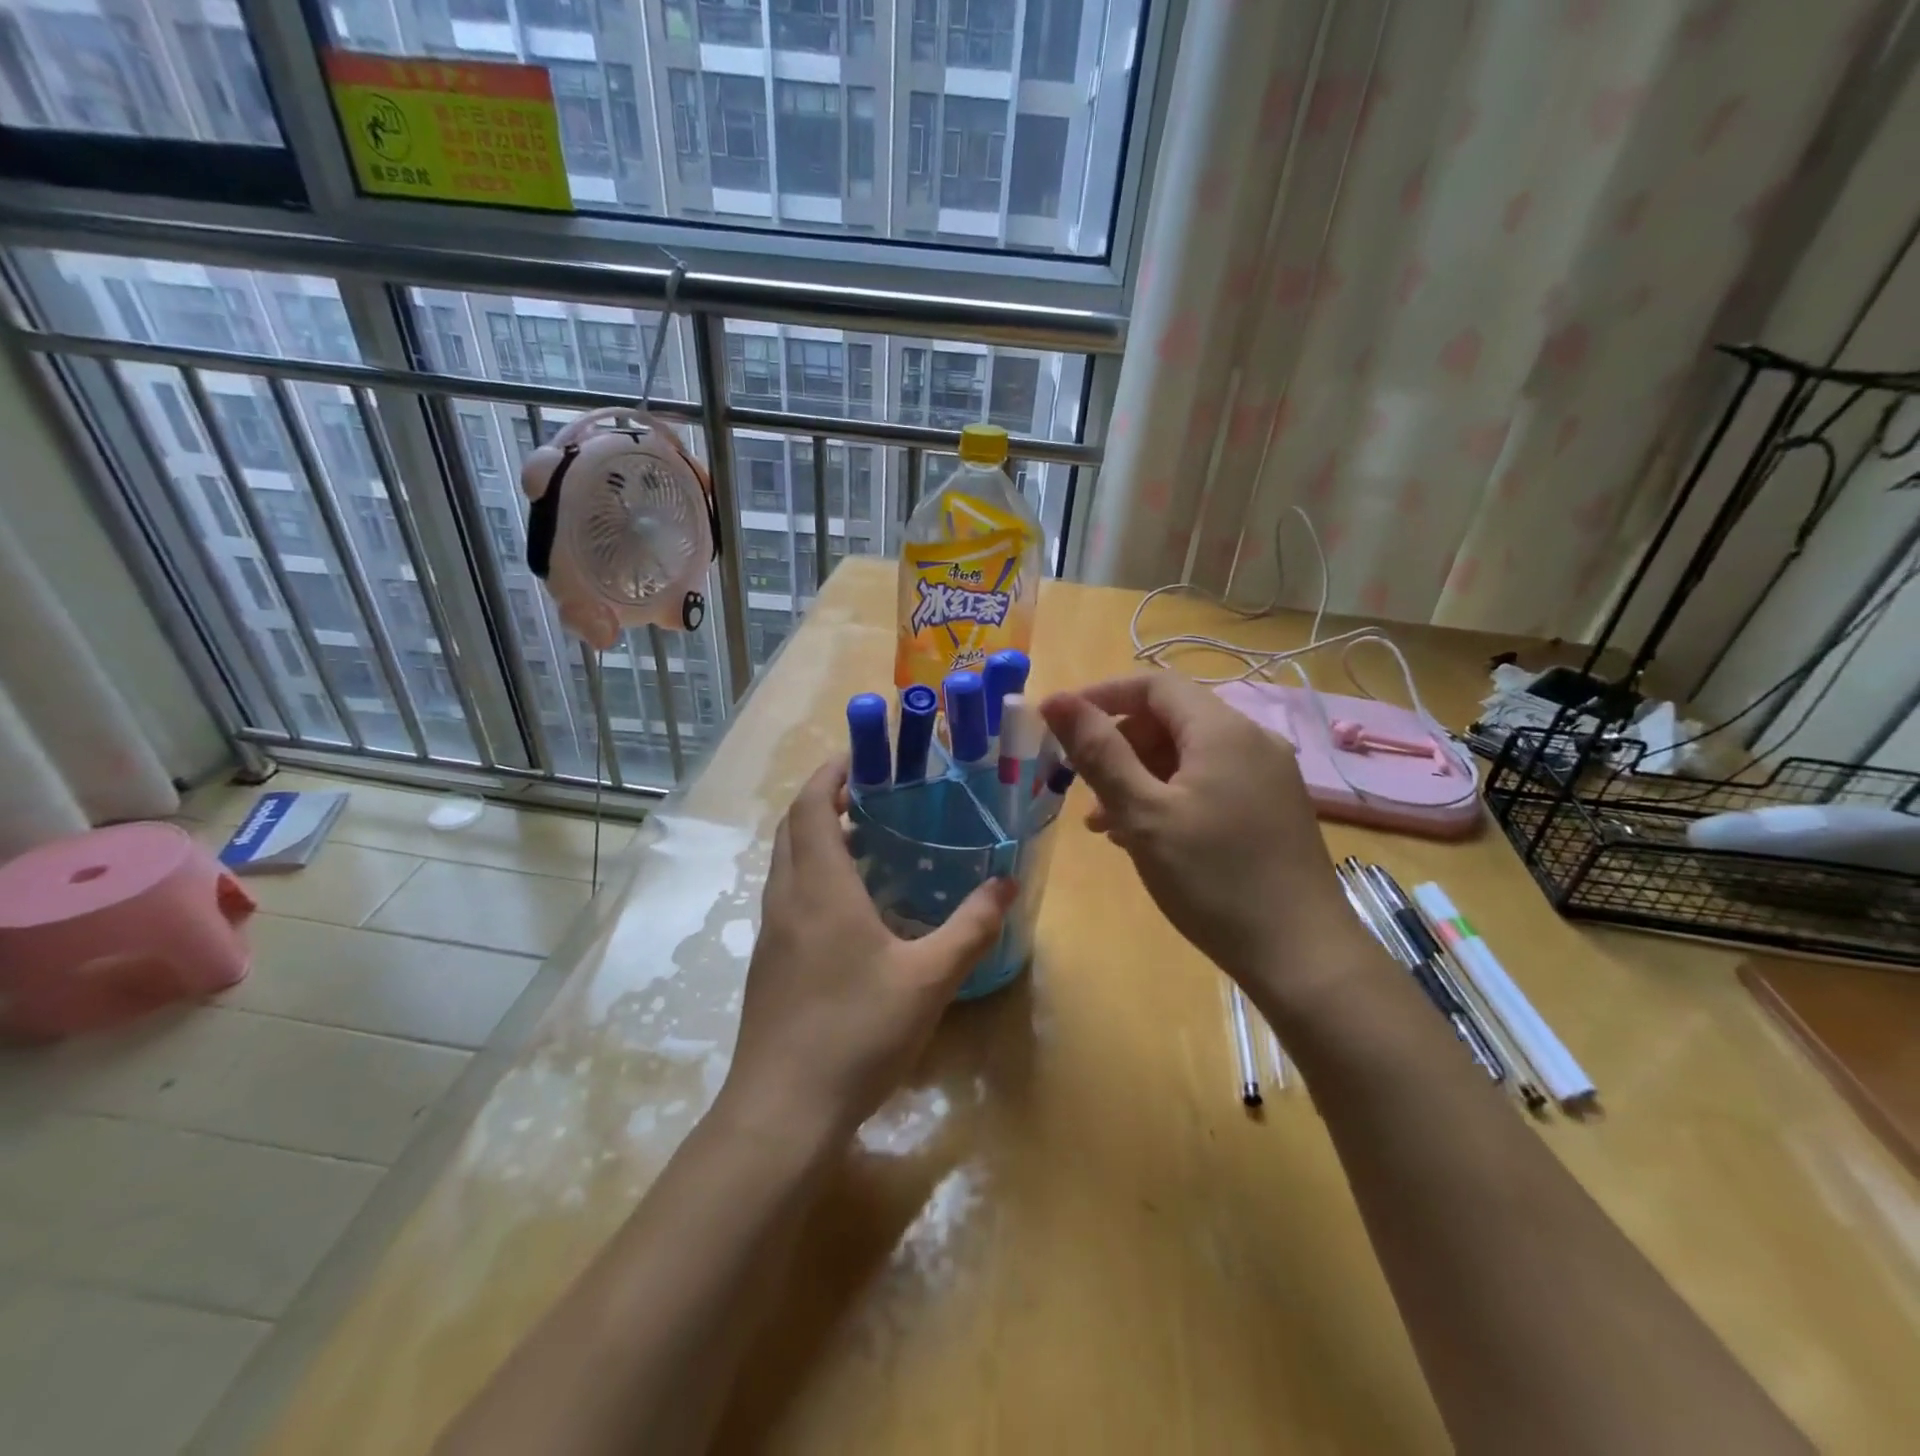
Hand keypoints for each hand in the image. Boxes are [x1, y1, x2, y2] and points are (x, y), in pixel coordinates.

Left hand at [721, 760, 1016, 1144]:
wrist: (782, 1112)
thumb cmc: (856, 1033)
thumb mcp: (928, 979)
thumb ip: (970, 928)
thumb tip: (1006, 884)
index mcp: (820, 888)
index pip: (811, 806)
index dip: (830, 773)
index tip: (862, 758)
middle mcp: (787, 899)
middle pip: (792, 827)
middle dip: (823, 799)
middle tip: (870, 794)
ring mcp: (771, 933)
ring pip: (785, 862)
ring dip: (815, 837)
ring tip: (864, 840)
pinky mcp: (768, 964)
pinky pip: (787, 895)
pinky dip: (811, 875)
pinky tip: (850, 906)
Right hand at [1039, 675, 1370, 1005]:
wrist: (1302, 956)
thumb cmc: (1213, 878)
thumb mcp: (1143, 813)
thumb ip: (1098, 752)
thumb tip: (1055, 699)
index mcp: (1222, 730)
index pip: (1153, 685)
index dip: (1102, 696)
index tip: (1061, 726)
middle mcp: (1251, 740)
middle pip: (1171, 719)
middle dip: (1120, 745)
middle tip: (1083, 789)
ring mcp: (1267, 776)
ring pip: (1189, 755)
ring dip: (1141, 776)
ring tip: (1106, 824)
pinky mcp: (1272, 809)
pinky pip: (1210, 782)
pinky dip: (1171, 796)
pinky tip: (1148, 838)